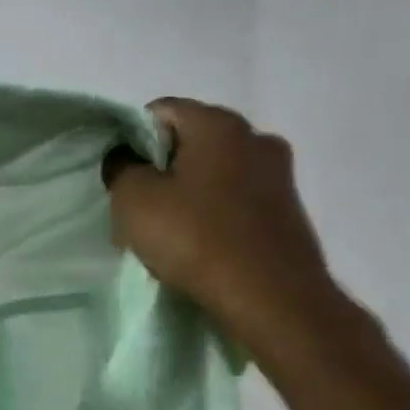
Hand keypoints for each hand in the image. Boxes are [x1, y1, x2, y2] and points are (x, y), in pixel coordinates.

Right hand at [105, 99, 350, 358]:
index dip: (132, 140)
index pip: (161, 111)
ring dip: (187, 196)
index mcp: (219, 123)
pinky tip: (200, 248)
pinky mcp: (288, 212)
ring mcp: (279, 176)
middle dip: (161, 171)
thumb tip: (126, 159)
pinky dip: (214, 216)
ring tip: (169, 235)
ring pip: (214, 174)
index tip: (123, 179)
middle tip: (139, 210)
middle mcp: (256, 137)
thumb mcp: (134, 200)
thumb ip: (121, 168)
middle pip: (190, 142)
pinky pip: (236, 202)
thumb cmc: (196, 238)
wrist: (272, 299)